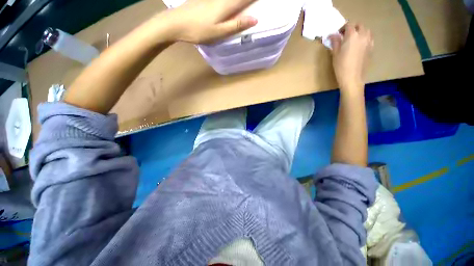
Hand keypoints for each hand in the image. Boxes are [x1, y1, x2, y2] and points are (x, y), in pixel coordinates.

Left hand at [162, 0, 257, 43]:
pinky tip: (230, 4)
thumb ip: (236, 25)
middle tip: (255, 2)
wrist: (176, 23)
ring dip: (239, 0)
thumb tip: (255, 19)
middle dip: (247, 0)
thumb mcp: (219, 32)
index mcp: (226, 6)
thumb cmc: (199, 31)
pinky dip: (229, 1)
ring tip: (244, 4)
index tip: (263, 0)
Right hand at [329, 23, 373, 92]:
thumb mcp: (335, 54)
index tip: (337, 34)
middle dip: (352, 28)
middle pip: (359, 25)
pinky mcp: (371, 48)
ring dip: (359, 32)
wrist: (353, 78)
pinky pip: (369, 38)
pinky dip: (364, 38)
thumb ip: (335, 42)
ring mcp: (369, 41)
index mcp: (352, 35)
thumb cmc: (341, 66)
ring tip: (353, 40)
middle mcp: (362, 35)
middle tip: (345, 36)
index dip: (342, 28)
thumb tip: (332, 35)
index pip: (348, 25)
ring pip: (366, 30)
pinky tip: (359, 45)